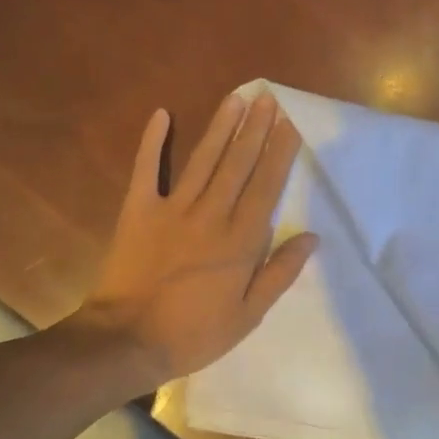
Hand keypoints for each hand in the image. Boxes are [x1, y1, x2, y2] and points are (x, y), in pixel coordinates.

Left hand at [75, 92, 317, 390]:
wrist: (127, 341)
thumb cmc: (193, 333)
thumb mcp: (248, 315)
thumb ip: (279, 273)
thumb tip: (311, 237)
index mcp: (240, 241)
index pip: (266, 186)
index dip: (280, 153)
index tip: (291, 124)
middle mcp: (210, 215)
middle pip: (238, 164)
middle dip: (256, 129)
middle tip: (268, 97)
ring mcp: (172, 209)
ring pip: (203, 160)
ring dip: (220, 127)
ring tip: (236, 98)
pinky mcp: (138, 211)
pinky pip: (146, 170)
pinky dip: (152, 142)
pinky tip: (161, 115)